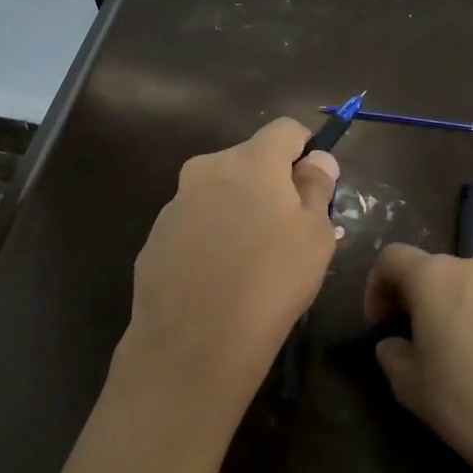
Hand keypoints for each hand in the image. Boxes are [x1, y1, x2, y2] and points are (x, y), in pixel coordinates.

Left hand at [112, 119, 339, 439]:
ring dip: (239, 212)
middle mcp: (206, 169)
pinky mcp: (155, 237)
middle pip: (250, 161)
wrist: (194, 343)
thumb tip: (317, 159)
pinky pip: (195, 224)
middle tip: (288, 234)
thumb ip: (317, 187)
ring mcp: (175, 203)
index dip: (306, 151)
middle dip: (271, 185)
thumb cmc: (271, 282)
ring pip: (220, 193)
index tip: (313, 190)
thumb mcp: (315, 236)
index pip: (286, 128)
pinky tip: (218, 280)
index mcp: (250, 160)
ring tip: (251, 264)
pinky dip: (211, 239)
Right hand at [365, 245, 472, 472]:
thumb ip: (392, 354)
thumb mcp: (408, 383)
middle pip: (431, 270)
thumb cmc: (463, 400)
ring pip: (465, 288)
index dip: (375, 286)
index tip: (378, 324)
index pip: (392, 258)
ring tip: (449, 354)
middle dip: (414, 298)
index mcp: (434, 277)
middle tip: (409, 338)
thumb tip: (395, 345)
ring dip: (449, 309)